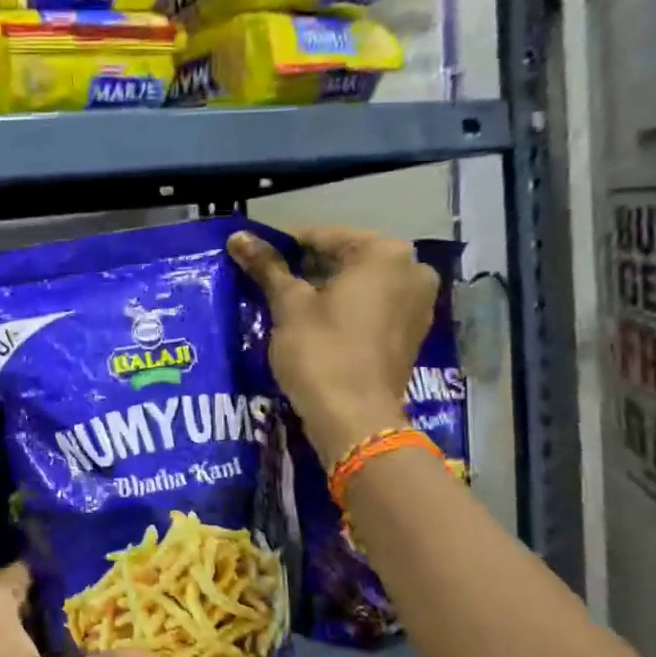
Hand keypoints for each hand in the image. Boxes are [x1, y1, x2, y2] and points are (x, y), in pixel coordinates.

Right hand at [229, 226, 440, 468]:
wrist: (354, 420)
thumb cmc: (321, 352)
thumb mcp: (288, 305)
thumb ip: (266, 266)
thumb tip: (238, 237)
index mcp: (385, 253)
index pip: (321, 237)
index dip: (281, 247)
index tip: (253, 260)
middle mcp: (412, 269)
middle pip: (343, 259)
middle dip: (304, 270)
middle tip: (266, 284)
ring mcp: (417, 303)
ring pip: (358, 284)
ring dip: (322, 291)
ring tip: (283, 305)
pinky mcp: (411, 333)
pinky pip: (370, 308)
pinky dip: (342, 310)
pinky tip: (311, 324)